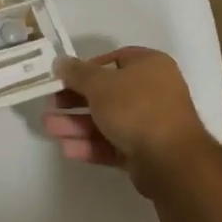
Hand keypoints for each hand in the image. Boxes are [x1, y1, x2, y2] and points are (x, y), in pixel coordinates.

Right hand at [44, 46, 216, 194]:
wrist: (171, 161)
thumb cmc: (136, 108)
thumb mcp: (100, 84)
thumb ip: (76, 73)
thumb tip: (60, 62)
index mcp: (149, 66)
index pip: (114, 60)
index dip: (87, 68)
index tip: (65, 78)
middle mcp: (153, 91)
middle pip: (106, 93)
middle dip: (74, 101)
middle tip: (50, 105)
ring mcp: (150, 123)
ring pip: (106, 120)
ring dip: (76, 124)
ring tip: (49, 128)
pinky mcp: (145, 152)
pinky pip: (113, 143)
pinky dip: (91, 145)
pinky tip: (67, 149)